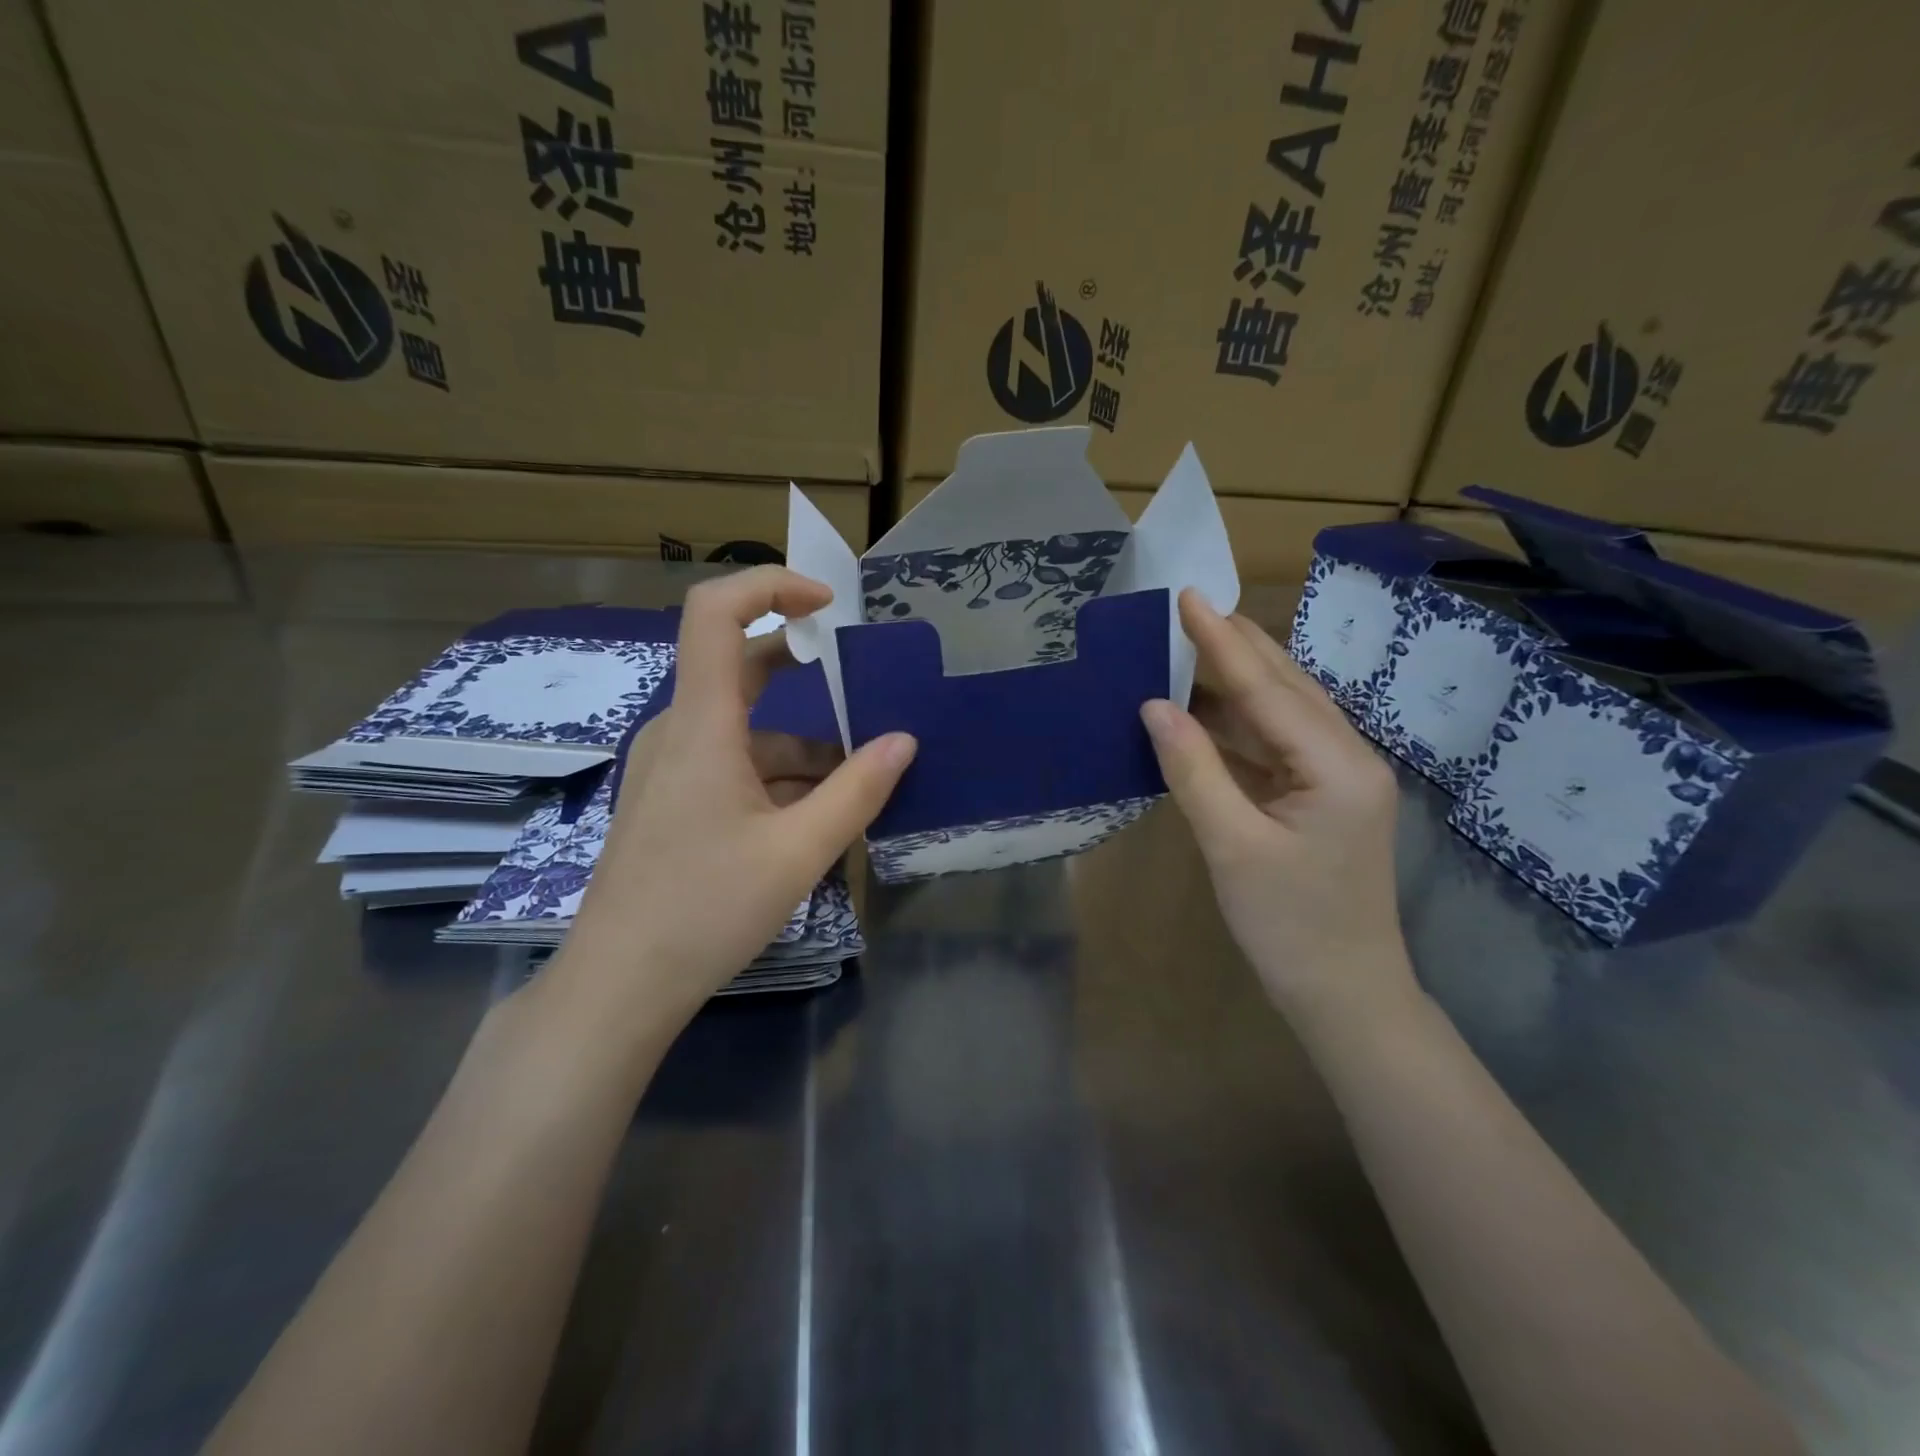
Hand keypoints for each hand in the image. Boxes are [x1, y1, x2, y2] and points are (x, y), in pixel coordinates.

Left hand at [554, 567, 915, 1032]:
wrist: (620, 984)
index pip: (714, 612)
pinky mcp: (672, 799)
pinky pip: (732, 763)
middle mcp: (679, 731)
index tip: (828, 604)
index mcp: (701, 724)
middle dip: (804, 667)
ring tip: (860, 779)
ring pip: (745, 728)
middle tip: (864, 683)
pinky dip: (778, 774)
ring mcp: (671, 766)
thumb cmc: (706, 910)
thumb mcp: (798, 851)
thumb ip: (857, 791)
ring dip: (803, 744)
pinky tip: (816, 815)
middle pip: (739, 666)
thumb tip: (905, 741)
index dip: (770, 585)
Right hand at [1140, 589, 1414, 1028]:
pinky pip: (1274, 744)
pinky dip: (1237, 723)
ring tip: (1189, 645)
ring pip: (1281, 712)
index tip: (1187, 597)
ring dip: (1236, 680)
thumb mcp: (1232, 847)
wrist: (1344, 995)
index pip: (1268, 689)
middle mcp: (1347, 758)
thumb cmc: (1289, 926)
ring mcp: (1337, 778)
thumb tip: (1155, 706)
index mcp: (1338, 766)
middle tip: (1188, 608)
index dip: (1221, 643)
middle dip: (1237, 646)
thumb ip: (1194, 770)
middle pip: (1285, 687)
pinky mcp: (1320, 797)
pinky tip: (1204, 709)